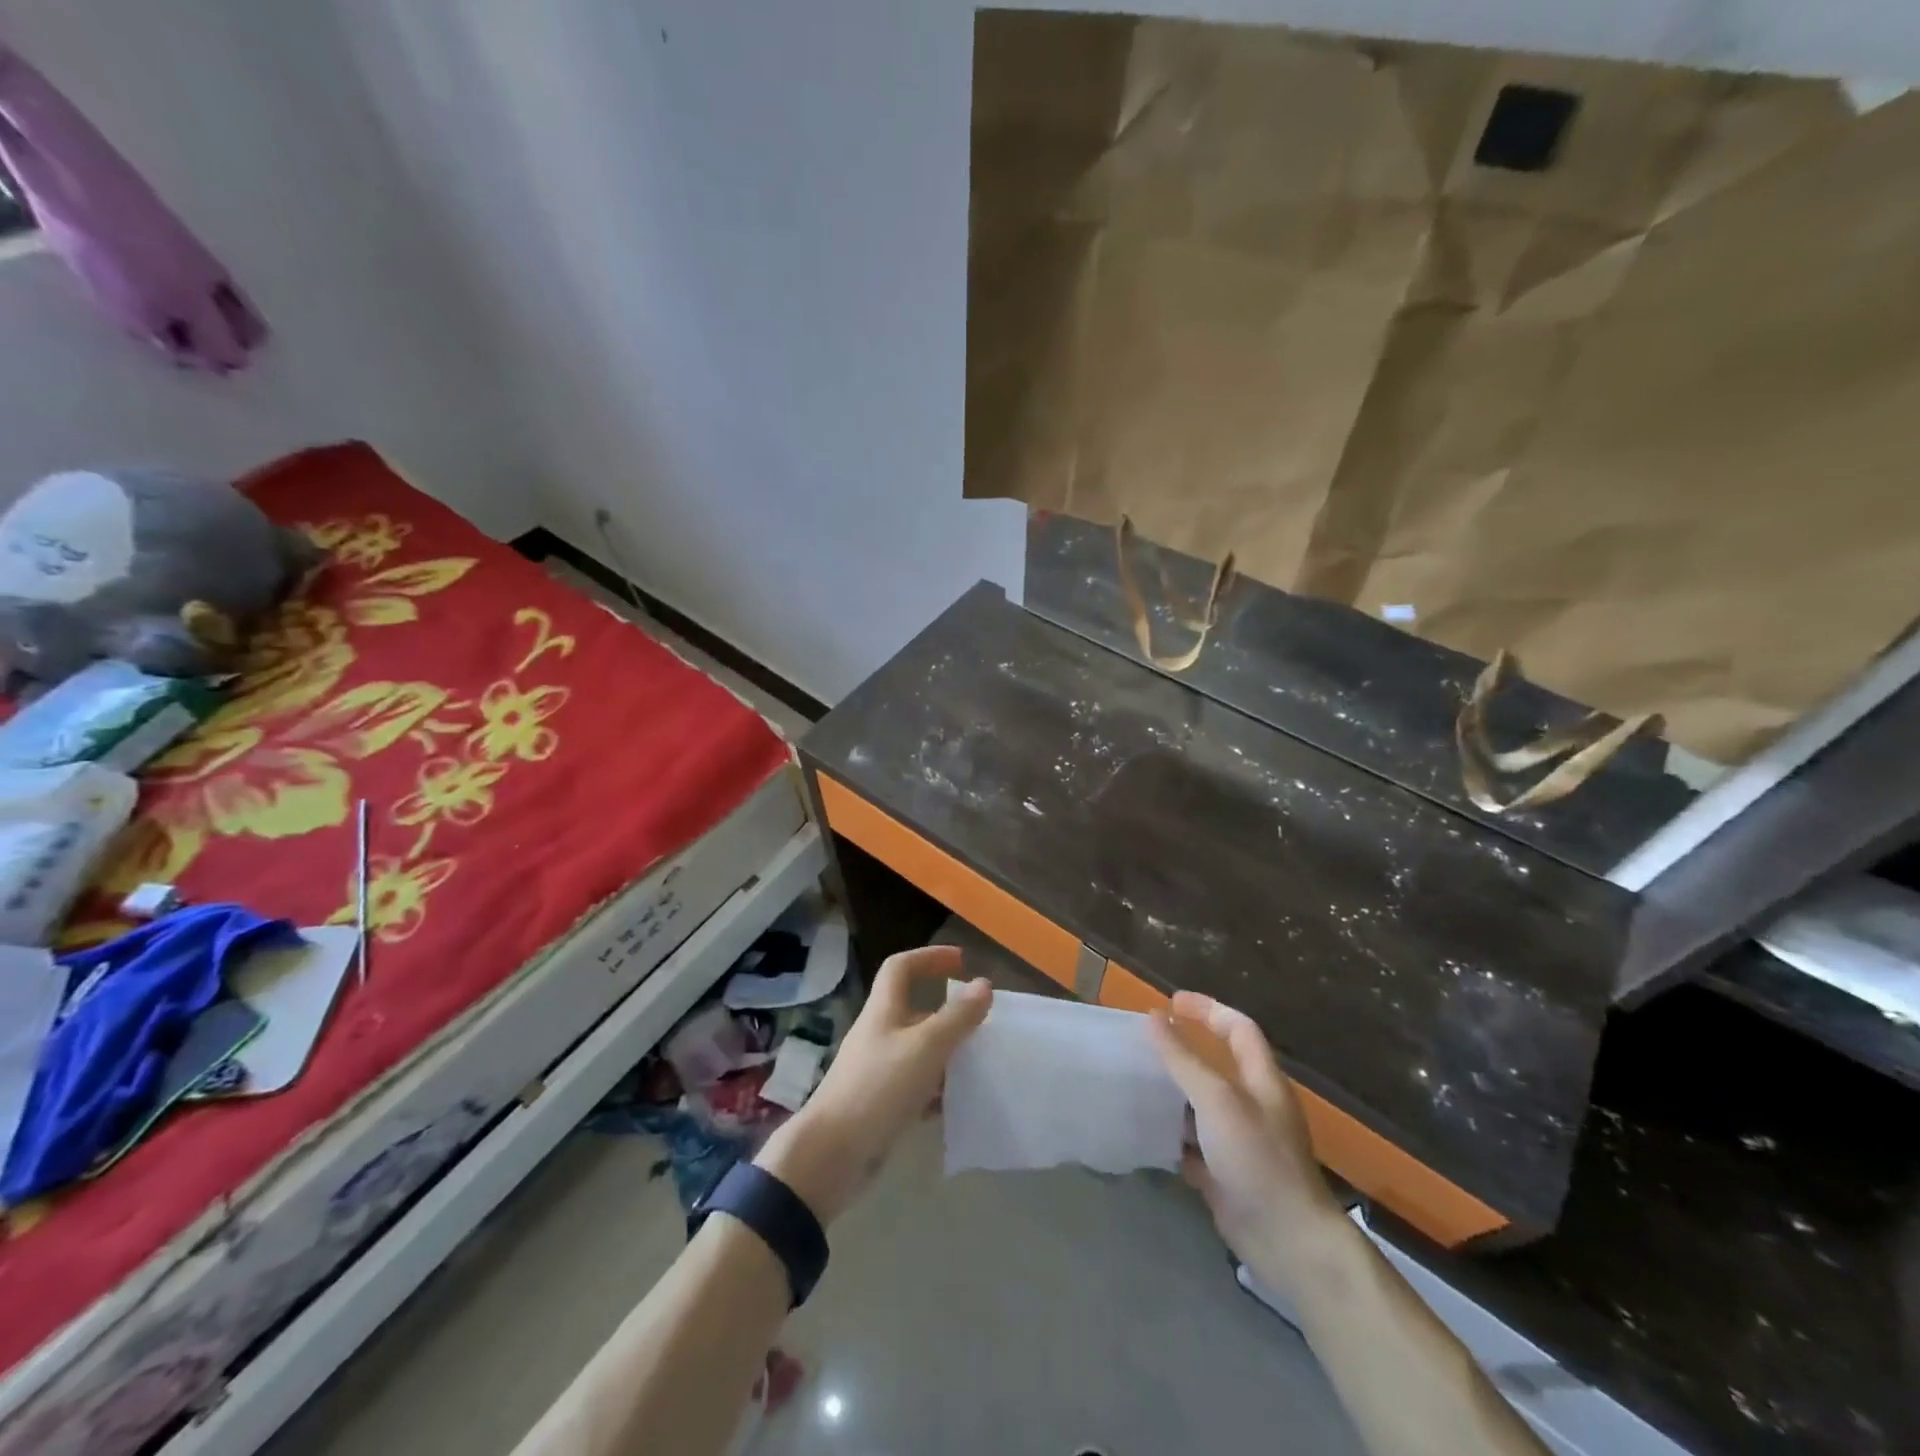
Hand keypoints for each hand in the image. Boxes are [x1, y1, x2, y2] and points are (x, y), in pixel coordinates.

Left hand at [755, 944, 990, 1223]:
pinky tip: (956, 1104)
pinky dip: (936, 1090)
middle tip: (981, 1025)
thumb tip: (984, 984)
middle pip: (914, 1010)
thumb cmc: (878, 1087)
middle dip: (948, 1013)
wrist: (832, 1154)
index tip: (962, 962)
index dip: (929, 957)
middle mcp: (879, 1033)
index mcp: (883, 1010)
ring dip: (946, 1053)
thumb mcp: (925, 1047)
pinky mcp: (879, 1103)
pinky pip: (914, 1086)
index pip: (901, 967)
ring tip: (977, 1066)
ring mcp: (877, 1069)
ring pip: (918, 1050)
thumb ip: (957, 1017)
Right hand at [1148, 990, 1345, 1298]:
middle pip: (1218, 1065)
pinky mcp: (1227, 1174)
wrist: (1288, 1242)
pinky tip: (1147, 1132)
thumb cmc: (1257, 1158)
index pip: (1238, 1028)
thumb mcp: (1216, 1099)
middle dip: (1183, 1050)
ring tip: (1137, 1082)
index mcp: (1261, 1079)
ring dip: (1174, 1093)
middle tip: (1146, 1044)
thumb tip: (1153, 1019)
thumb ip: (1183, 1059)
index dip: (1208, 1010)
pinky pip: (1195, 1144)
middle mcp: (1253, 1105)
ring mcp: (1241, 1141)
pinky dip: (1173, 1135)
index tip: (1171, 1003)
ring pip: (1202, 1105)